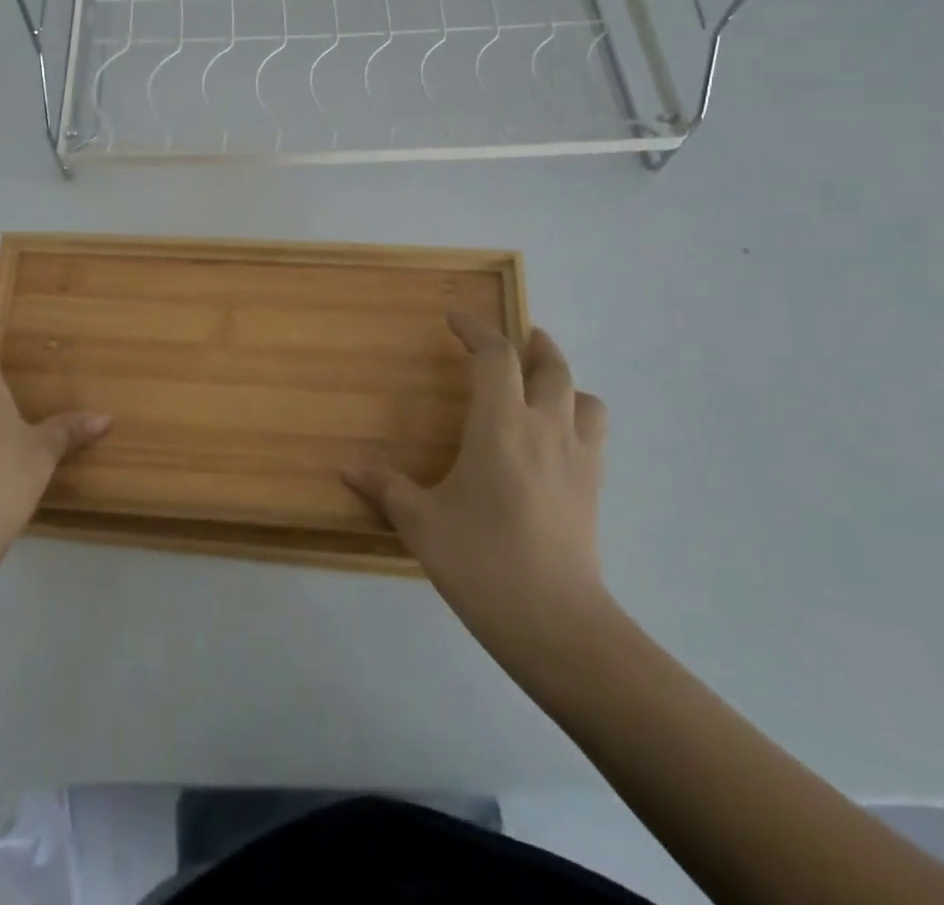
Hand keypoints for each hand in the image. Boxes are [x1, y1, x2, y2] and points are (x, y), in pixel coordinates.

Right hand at [344, 312, 613, 661]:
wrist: (558, 624)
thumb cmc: (482, 561)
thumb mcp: (422, 523)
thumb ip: (386, 489)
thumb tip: (348, 470)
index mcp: (501, 425)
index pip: (495, 357)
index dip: (475, 330)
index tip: (454, 318)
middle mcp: (545, 428)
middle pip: (551, 366)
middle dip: (533, 344)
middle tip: (519, 335)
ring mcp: (578, 459)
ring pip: (585, 398)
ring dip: (565, 381)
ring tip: (544, 386)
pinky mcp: (595, 489)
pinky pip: (594, 435)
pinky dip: (578, 419)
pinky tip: (557, 441)